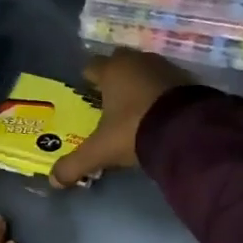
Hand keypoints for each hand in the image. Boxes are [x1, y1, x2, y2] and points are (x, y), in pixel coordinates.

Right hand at [49, 51, 194, 188]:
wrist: (188, 130)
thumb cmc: (134, 130)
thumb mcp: (101, 151)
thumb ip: (75, 164)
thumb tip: (54, 180)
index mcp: (112, 70)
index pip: (92, 66)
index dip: (87, 79)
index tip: (85, 94)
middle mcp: (137, 61)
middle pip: (119, 63)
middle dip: (113, 78)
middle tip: (108, 101)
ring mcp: (165, 67)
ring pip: (144, 71)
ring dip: (138, 85)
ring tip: (134, 109)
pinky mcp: (188, 79)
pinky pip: (166, 83)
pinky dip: (160, 94)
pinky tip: (159, 113)